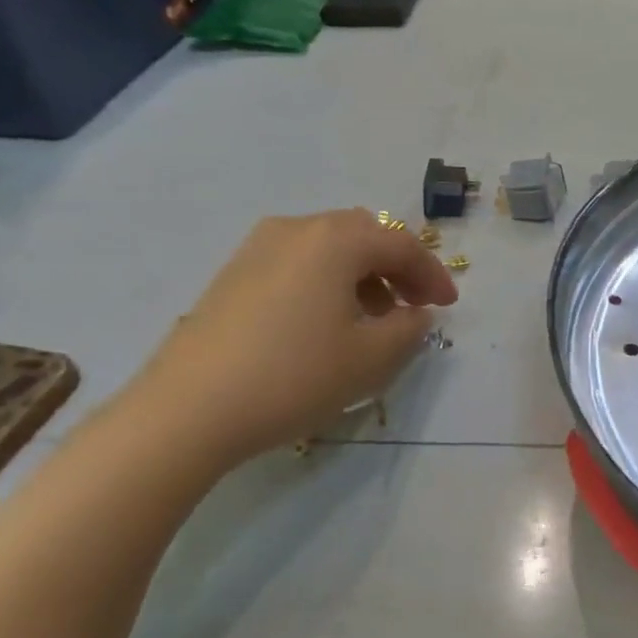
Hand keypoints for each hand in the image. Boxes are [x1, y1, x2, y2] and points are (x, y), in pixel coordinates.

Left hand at [123, 210, 457, 469]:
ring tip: (373, 319)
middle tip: (414, 304)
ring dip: (362, 275)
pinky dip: (327, 281)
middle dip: (397, 267)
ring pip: (328, 248)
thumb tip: (416, 313)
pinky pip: (298, 263)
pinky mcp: (234, 273)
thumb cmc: (294, 376)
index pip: (402, 245)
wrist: (188, 410)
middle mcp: (297, 228)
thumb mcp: (371, 358)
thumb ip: (410, 328)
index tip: (449, 307)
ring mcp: (258, 247)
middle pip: (364, 235)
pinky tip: (326, 322)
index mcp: (336, 239)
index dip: (433, 275)